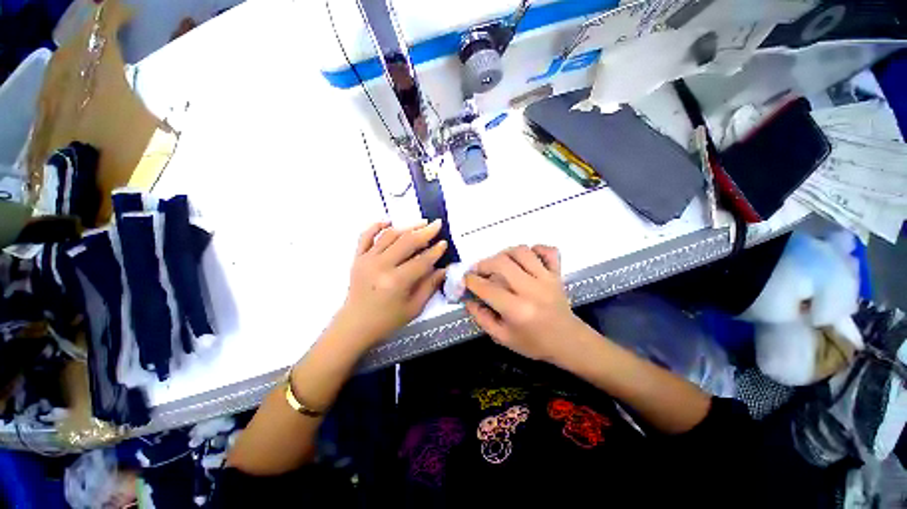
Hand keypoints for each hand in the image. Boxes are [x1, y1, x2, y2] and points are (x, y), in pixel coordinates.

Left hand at [333, 220, 447, 347]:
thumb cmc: (387, 320)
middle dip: (424, 232)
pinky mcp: (357, 258)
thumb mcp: (414, 308)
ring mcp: (367, 259)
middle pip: (406, 242)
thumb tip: (443, 269)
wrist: (355, 325)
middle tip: (437, 224)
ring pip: (389, 235)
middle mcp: (381, 266)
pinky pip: (365, 236)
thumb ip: (429, 286)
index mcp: (396, 282)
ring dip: (407, 227)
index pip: (421, 261)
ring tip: (421, 223)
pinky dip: (376, 226)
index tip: (444, 243)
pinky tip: (388, 221)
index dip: (435, 251)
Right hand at [464, 245, 586, 364]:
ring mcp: (546, 279)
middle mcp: (531, 290)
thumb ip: (482, 318)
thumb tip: (468, 300)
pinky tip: (527, 257)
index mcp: (517, 310)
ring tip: (499, 263)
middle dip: (483, 264)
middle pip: (501, 263)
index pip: (487, 288)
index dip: (471, 281)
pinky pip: (548, 251)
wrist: (569, 342)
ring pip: (522, 252)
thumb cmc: (534, 343)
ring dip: (505, 253)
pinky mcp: (557, 274)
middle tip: (478, 271)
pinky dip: (536, 248)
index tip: (464, 279)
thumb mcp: (502, 338)